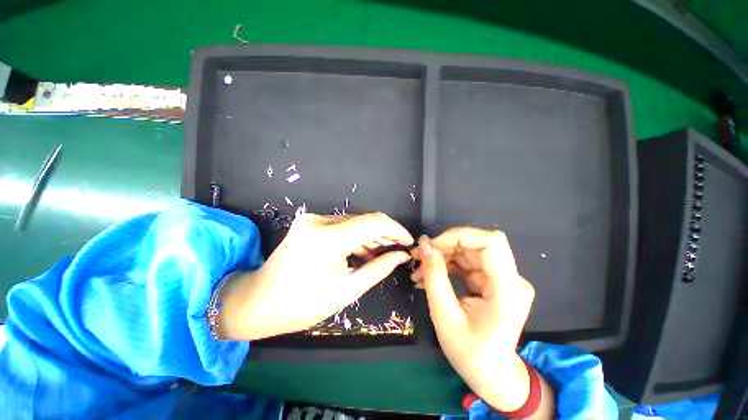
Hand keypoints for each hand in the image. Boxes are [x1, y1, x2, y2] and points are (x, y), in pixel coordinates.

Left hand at [218, 212, 412, 340]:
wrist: (259, 301)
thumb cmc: (303, 304)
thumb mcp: (348, 289)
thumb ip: (379, 267)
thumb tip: (402, 255)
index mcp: (329, 239)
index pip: (374, 222)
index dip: (396, 229)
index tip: (407, 241)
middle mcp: (320, 221)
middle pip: (364, 219)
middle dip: (384, 233)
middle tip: (397, 248)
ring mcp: (312, 219)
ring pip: (354, 221)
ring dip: (370, 234)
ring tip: (380, 251)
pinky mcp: (309, 221)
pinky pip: (341, 224)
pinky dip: (355, 235)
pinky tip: (361, 249)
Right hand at [412, 228, 538, 412]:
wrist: (491, 375)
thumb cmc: (470, 353)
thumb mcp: (445, 316)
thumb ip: (434, 276)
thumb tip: (423, 244)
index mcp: (508, 289)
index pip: (491, 242)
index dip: (460, 236)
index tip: (432, 245)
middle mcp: (510, 279)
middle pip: (475, 245)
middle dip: (443, 247)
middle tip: (418, 257)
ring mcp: (502, 279)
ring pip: (467, 252)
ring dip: (441, 257)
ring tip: (419, 272)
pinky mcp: (492, 281)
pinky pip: (466, 264)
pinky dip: (446, 266)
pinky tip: (429, 277)